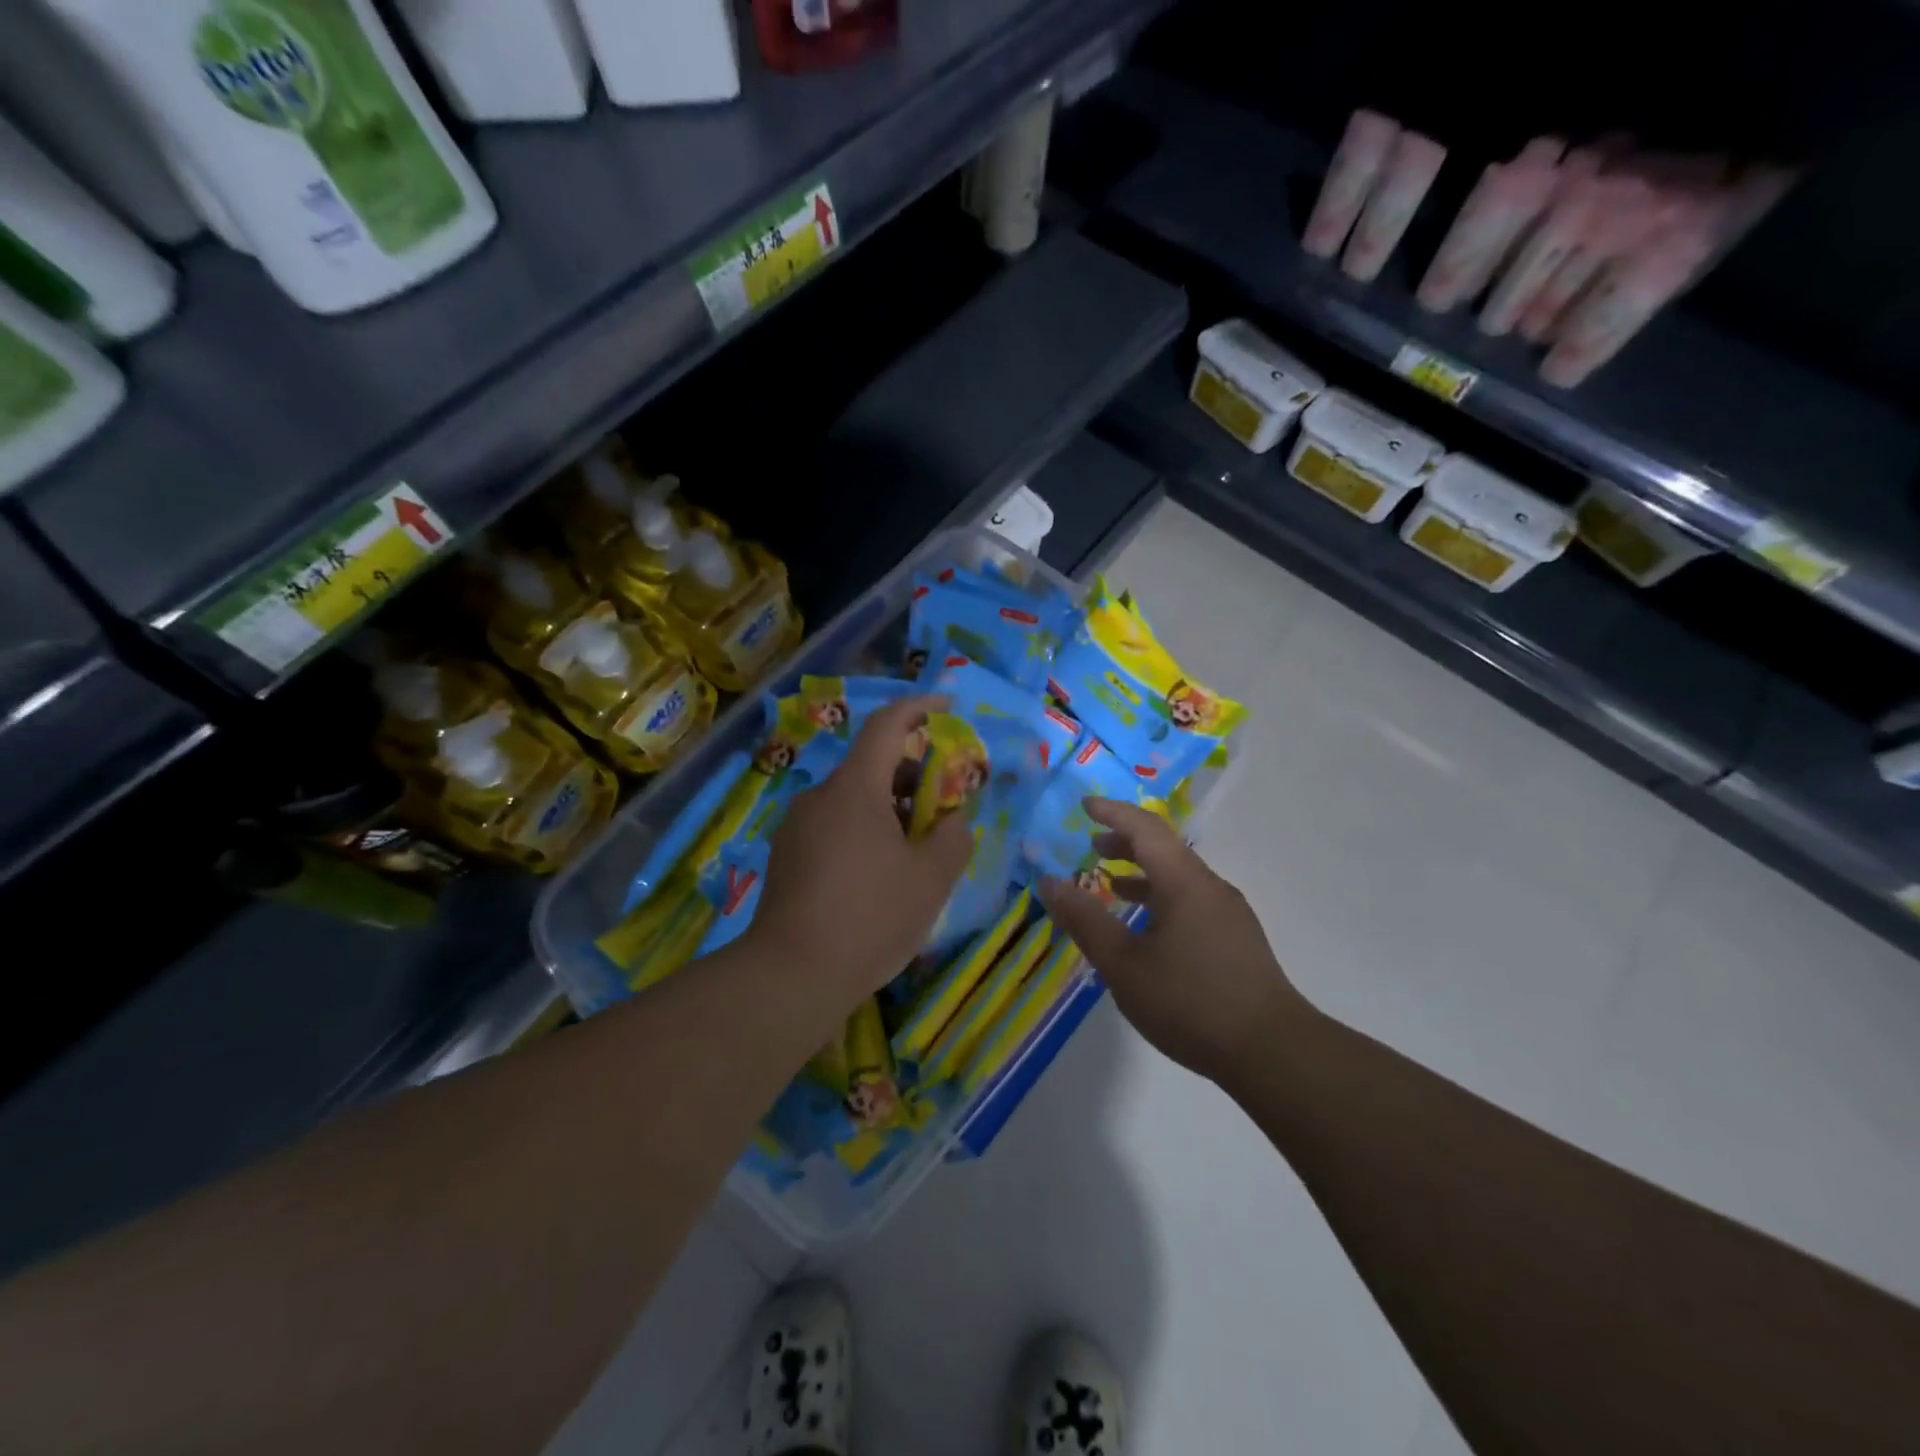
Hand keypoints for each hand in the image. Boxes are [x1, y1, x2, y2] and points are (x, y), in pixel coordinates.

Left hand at [751, 696, 972, 1005]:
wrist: (790, 975)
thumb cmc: (870, 917)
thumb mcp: (931, 879)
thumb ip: (954, 837)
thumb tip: (954, 820)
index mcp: (855, 788)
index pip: (886, 726)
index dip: (918, 708)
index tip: (946, 705)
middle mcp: (820, 796)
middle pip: (871, 766)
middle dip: (913, 775)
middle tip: (944, 806)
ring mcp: (797, 827)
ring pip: (853, 800)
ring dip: (889, 809)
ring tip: (916, 849)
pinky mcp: (786, 856)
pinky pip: (834, 826)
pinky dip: (864, 832)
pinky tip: (878, 875)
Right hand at [1037, 798, 1311, 1083]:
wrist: (1272, 1051)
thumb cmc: (1190, 1002)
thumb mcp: (1124, 964)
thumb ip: (1085, 920)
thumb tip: (1048, 882)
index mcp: (1183, 882)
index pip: (1145, 828)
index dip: (1113, 812)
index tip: (1084, 805)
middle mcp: (1209, 886)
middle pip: (1165, 848)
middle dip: (1126, 841)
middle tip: (1093, 846)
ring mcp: (1228, 912)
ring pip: (1180, 876)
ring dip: (1144, 872)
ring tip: (1112, 886)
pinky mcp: (1237, 938)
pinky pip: (1192, 899)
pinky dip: (1162, 897)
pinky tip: (1149, 930)